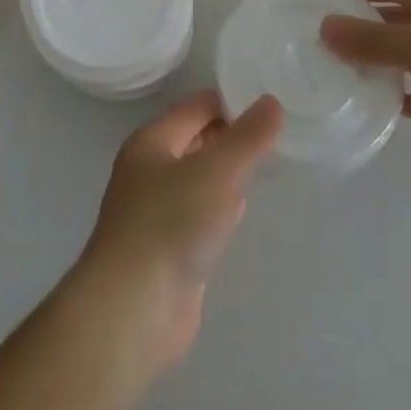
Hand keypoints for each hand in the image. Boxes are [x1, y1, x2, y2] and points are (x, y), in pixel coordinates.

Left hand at [70, 90, 283, 376]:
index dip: (232, 102)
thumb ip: (246, 138)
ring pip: (198, 178)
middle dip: (231, 136)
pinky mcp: (167, 248)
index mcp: (152, 140)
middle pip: (195, 140)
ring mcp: (156, 210)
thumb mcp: (216, 171)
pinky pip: (198, 213)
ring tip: (266, 166)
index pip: (196, 107)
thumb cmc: (171, 224)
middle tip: (277, 136)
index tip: (272, 106)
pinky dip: (220, 207)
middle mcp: (150, 169)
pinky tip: (240, 212)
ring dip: (226, 172)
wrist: (133, 308)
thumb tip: (271, 102)